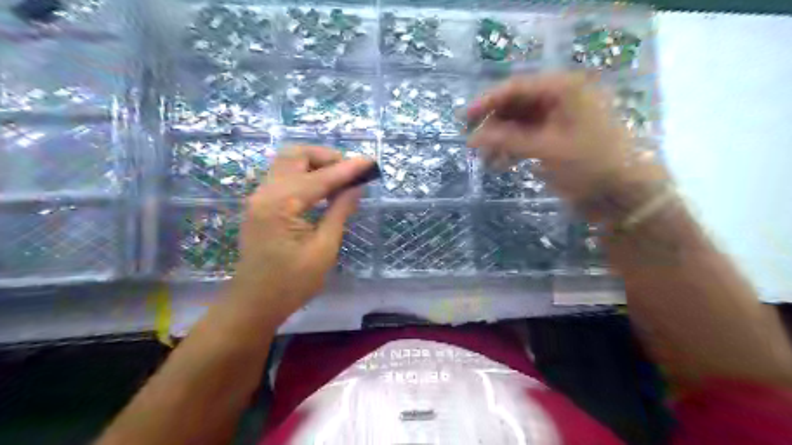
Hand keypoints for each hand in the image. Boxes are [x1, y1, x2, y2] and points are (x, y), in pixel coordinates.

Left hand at [228, 146, 372, 322]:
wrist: (254, 303)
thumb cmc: (292, 282)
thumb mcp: (324, 248)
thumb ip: (339, 212)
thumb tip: (355, 187)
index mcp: (281, 205)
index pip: (320, 177)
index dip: (348, 169)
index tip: (370, 161)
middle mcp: (265, 192)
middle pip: (295, 155)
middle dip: (326, 157)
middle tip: (350, 171)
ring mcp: (259, 197)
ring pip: (287, 162)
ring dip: (314, 164)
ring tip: (339, 179)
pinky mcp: (260, 204)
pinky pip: (283, 176)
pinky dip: (304, 174)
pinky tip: (321, 189)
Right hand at [466, 73, 662, 215]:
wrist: (623, 195)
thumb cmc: (590, 164)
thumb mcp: (546, 149)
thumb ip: (507, 140)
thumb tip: (472, 138)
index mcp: (564, 89)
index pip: (517, 87)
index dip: (487, 101)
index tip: (464, 119)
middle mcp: (561, 98)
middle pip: (516, 104)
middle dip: (493, 123)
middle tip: (472, 142)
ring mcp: (559, 119)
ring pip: (519, 122)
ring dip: (500, 138)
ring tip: (484, 158)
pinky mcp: (557, 138)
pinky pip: (527, 137)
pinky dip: (512, 148)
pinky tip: (499, 164)